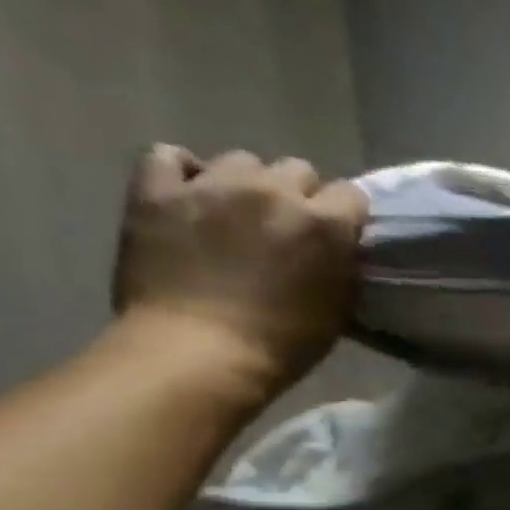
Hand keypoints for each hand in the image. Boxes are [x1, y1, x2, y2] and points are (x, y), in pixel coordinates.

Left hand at [111, 145, 367, 406]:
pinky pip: (169, 156)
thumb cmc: (284, 342)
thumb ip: (341, 263)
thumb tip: (336, 247)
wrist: (199, 353)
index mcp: (325, 223)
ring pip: (241, 161)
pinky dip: (183, 171)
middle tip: (286, 227)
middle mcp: (274, 192)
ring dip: (246, 184)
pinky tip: (188, 195)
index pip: (351, 194)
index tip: (337, 236)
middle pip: (297, 169)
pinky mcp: (157, 191)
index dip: (344, 214)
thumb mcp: (338, 304)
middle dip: (298, 195)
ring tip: (235, 213)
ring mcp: (212, 186)